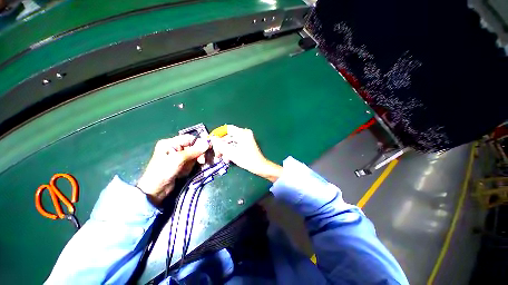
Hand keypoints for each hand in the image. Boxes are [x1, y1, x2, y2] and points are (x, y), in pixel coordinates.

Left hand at [137, 134, 209, 205]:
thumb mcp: (178, 159)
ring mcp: (177, 157)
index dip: (199, 143)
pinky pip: (191, 162)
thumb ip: (194, 151)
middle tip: (202, 161)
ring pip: (193, 155)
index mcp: (170, 143)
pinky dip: (191, 167)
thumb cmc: (164, 171)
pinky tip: (184, 172)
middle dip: (198, 154)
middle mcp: (174, 148)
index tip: (208, 149)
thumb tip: (207, 143)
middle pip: (193, 147)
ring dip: (194, 162)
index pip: (189, 138)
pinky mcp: (180, 164)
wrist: (155, 190)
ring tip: (188, 169)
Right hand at [210, 125, 281, 181]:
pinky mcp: (246, 143)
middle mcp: (244, 133)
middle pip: (229, 136)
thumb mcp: (231, 153)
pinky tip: (228, 158)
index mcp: (242, 133)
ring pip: (231, 141)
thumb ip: (221, 145)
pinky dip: (231, 150)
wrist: (259, 166)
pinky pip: (235, 144)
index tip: (212, 140)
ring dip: (225, 149)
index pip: (227, 128)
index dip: (218, 133)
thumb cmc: (247, 160)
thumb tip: (212, 138)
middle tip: (217, 154)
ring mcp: (246, 138)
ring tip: (222, 158)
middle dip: (221, 145)